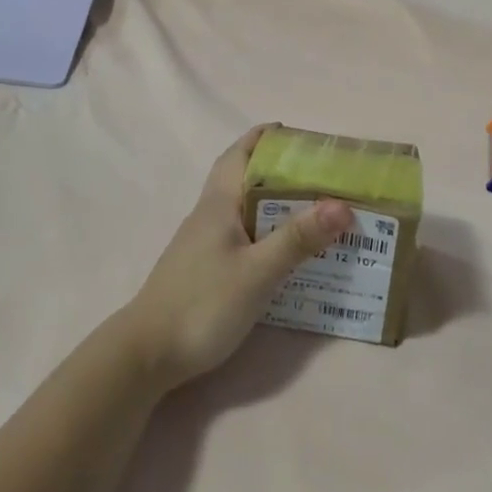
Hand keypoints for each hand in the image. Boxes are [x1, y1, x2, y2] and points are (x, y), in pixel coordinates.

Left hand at [114, 127, 353, 389]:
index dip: (266, 138)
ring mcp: (205, 243)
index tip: (303, 135)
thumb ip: (298, 238)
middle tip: (325, 176)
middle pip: (246, 179)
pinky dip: (269, 232)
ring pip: (245, 209)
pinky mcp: (207, 268)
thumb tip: (343, 205)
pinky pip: (244, 236)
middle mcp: (210, 216)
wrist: (147, 355)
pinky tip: (289, 251)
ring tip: (318, 210)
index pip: (240, 153)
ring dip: (278, 203)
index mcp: (218, 204)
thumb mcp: (257, 272)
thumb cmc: (202, 305)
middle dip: (282, 170)